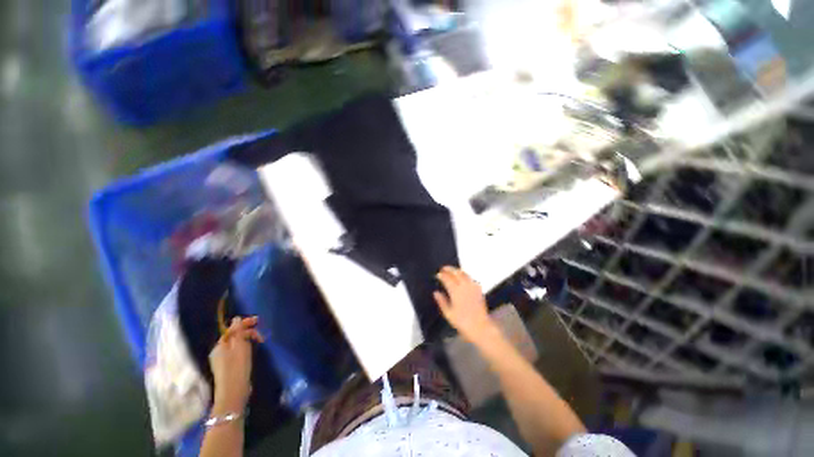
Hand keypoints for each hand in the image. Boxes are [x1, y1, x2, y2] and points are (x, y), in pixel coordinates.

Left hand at [209, 316, 263, 412]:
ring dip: (248, 341)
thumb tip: (236, 318)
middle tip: (262, 336)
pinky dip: (245, 349)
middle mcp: (219, 352)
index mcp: (220, 345)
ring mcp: (223, 361)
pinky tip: (252, 352)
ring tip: (259, 343)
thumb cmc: (237, 367)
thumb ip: (238, 331)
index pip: (232, 329)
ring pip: (236, 345)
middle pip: (234, 336)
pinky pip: (237, 352)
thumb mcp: (239, 346)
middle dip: (248, 333)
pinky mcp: (229, 368)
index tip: (258, 320)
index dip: (245, 323)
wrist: (233, 392)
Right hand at [433, 266, 495, 342]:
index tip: (437, 274)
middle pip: (456, 273)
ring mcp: (472, 287)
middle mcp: (464, 286)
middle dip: (449, 269)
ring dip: (457, 270)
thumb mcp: (448, 314)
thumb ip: (441, 301)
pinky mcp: (478, 290)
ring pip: (464, 273)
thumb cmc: (462, 322)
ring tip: (452, 271)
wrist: (480, 327)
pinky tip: (463, 278)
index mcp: (455, 291)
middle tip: (443, 269)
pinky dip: (465, 275)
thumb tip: (436, 293)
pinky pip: (471, 278)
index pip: (447, 278)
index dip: (441, 275)